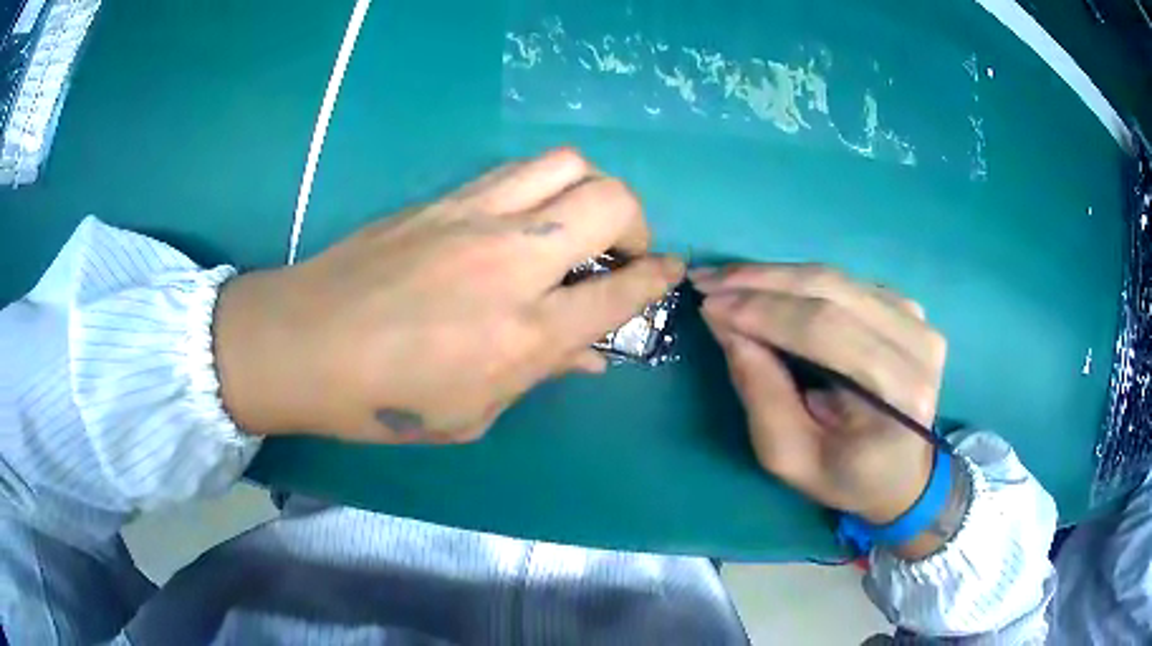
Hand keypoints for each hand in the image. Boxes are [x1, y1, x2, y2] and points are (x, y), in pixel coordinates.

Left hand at [214, 148, 684, 442]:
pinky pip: (514, 171)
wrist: (303, 342)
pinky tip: (525, 217)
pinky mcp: (442, 199)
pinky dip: (541, 187)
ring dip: (591, 189)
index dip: (658, 278)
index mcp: (525, 332)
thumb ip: (539, 373)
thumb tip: (590, 356)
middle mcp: (512, 261)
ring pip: (565, 165)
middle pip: (610, 202)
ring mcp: (474, 217)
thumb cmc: (385, 399)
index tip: (670, 271)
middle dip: (636, 222)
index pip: (621, 291)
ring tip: (578, 222)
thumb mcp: (472, 413)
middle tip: (622, 250)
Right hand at [693, 264, 947, 526]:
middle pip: (832, 291)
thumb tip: (725, 323)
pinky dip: (800, 283)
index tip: (708, 304)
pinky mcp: (908, 308)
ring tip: (726, 280)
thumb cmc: (846, 477)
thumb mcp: (789, 456)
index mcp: (900, 395)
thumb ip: (760, 392)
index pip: (826, 331)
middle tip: (706, 280)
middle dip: (761, 282)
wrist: (902, 473)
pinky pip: (845, 283)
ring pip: (836, 279)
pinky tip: (766, 289)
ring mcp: (918, 319)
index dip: (764, 312)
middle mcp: (918, 344)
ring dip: (775, 276)